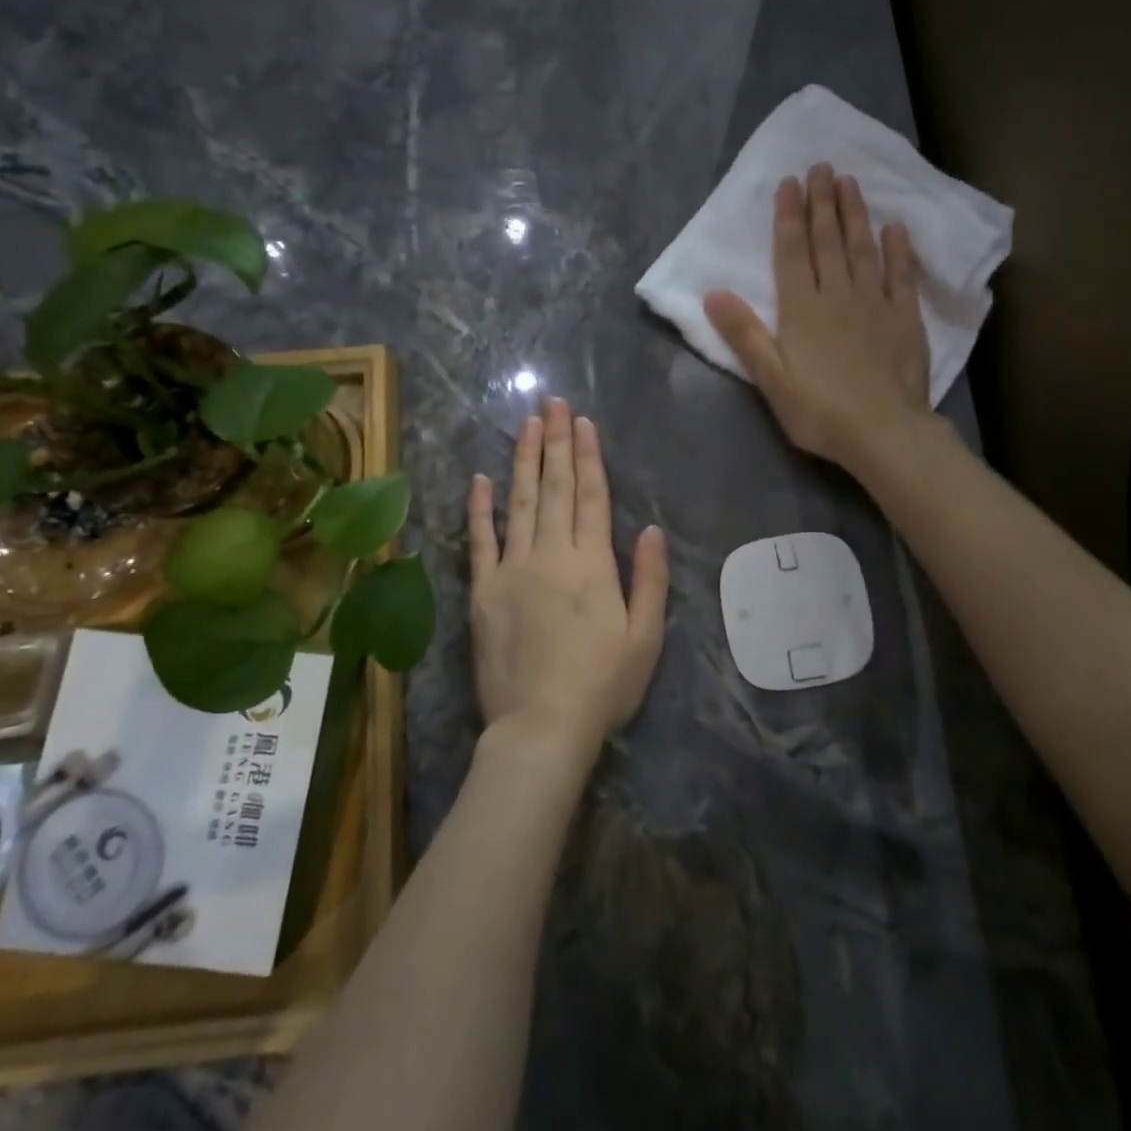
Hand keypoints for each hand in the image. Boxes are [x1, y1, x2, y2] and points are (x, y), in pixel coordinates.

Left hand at [468, 397, 669, 751]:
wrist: (540, 727)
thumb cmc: (602, 685)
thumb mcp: (645, 637)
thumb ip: (650, 579)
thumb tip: (651, 528)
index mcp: (592, 564)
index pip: (590, 496)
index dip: (587, 456)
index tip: (582, 422)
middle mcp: (551, 554)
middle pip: (554, 488)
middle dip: (556, 442)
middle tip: (552, 403)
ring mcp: (512, 570)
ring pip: (519, 502)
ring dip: (523, 460)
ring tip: (527, 425)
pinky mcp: (483, 591)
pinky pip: (480, 541)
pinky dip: (480, 508)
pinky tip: (481, 478)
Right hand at [704, 163, 931, 472]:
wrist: (884, 433)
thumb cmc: (820, 411)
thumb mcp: (771, 378)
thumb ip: (744, 334)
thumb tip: (712, 292)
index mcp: (803, 309)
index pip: (793, 252)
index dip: (790, 215)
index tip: (790, 182)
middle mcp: (839, 295)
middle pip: (829, 241)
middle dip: (823, 202)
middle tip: (822, 166)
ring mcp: (876, 304)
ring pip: (863, 249)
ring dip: (855, 215)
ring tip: (851, 182)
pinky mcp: (906, 319)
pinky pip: (902, 276)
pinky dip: (898, 251)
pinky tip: (895, 229)